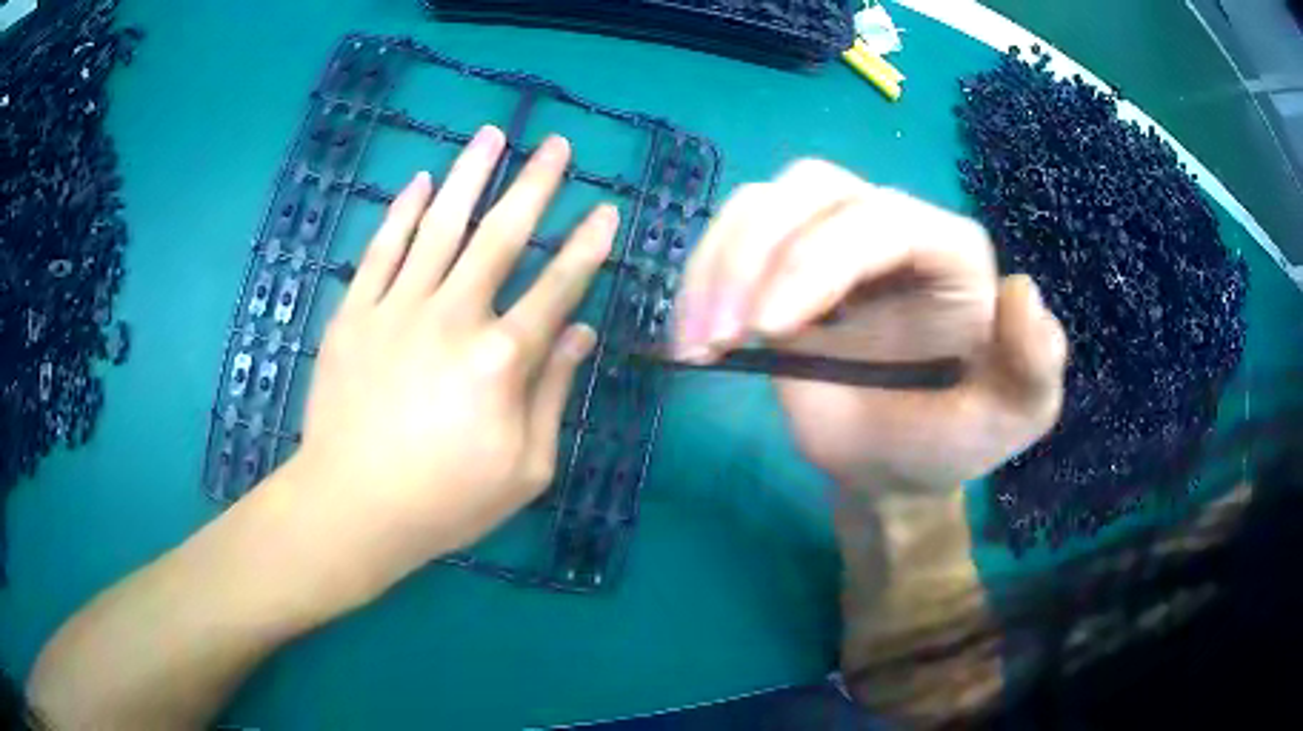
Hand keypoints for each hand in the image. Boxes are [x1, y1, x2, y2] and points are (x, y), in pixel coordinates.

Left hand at [286, 127, 615, 595]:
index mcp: (501, 360)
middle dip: (536, 184)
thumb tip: (580, 334)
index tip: (606, 211)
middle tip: (556, 144)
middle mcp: (453, 317)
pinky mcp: (355, 314)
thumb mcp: (525, 469)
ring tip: (493, 135)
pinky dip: (402, 213)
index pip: (557, 289)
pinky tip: (421, 182)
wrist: (351, 507)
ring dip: (470, 176)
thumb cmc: (445, 501)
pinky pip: (382, 251)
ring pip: (440, 226)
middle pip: (502, 236)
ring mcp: (398, 309)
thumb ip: (553, 395)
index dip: (587, 248)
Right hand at [675, 160, 1066, 492]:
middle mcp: (895, 225)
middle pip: (814, 187)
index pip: (884, 218)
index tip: (768, 328)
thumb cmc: (947, 443)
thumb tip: (1022, 293)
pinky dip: (700, 276)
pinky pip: (732, 236)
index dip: (820, 258)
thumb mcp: (1009, 422)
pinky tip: (690, 336)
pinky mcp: (785, 263)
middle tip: (725, 335)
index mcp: (954, 252)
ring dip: (719, 262)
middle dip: (758, 253)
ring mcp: (834, 237)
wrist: (888, 467)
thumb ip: (1034, 369)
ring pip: (764, 201)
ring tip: (700, 341)